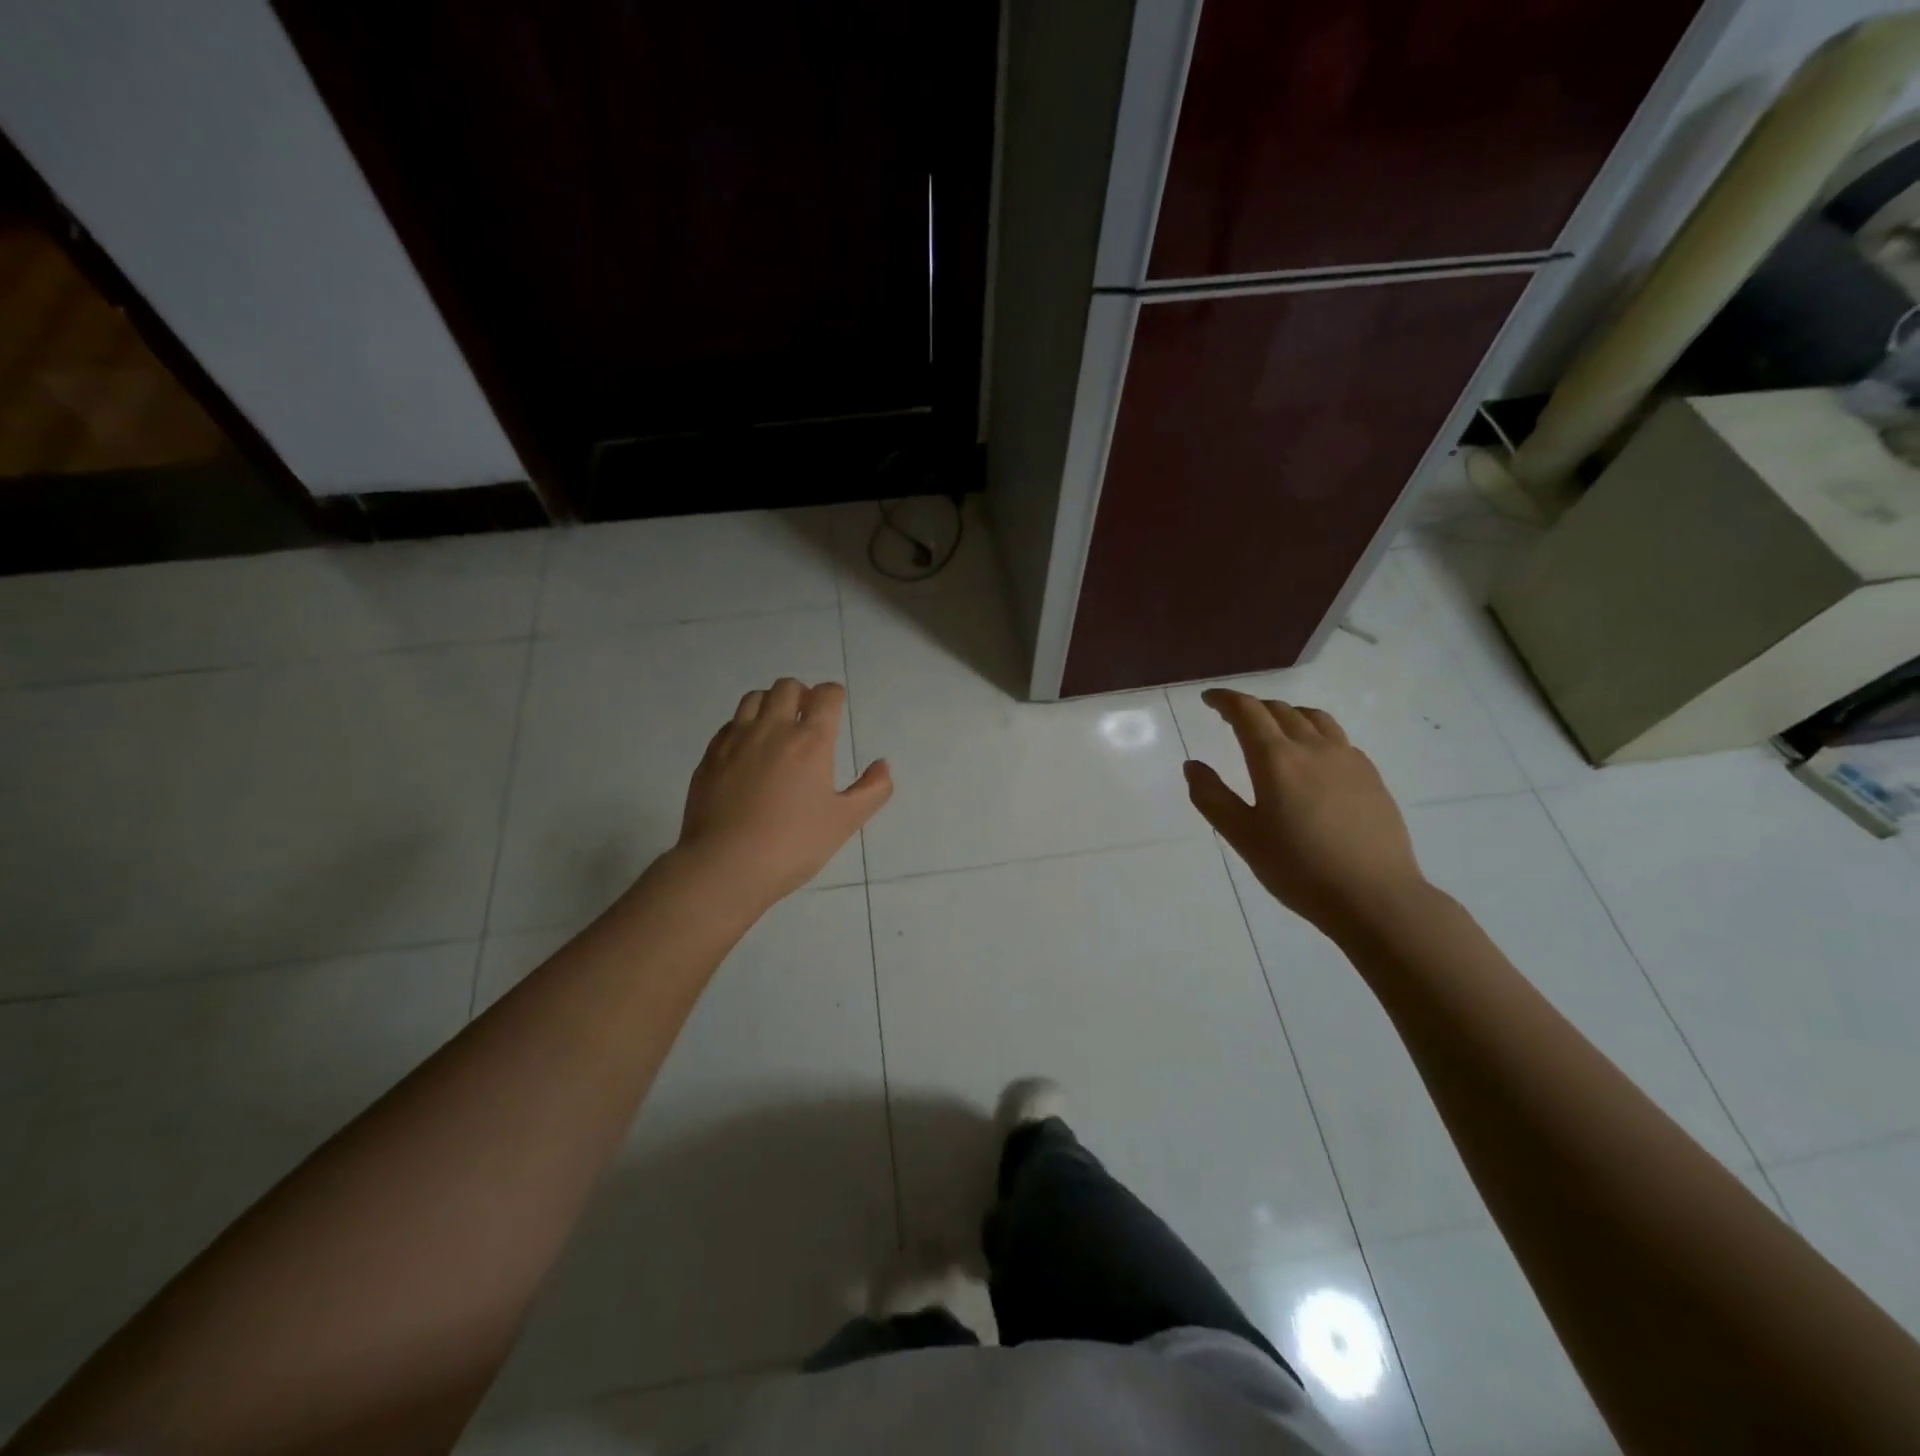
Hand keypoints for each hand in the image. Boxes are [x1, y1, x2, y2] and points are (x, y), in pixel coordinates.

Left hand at [677, 678, 891, 906]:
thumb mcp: (845, 821)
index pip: (826, 695)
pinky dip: (744, 726)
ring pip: (754, 698)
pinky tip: (748, 751)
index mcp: (810, 741)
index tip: (835, 708)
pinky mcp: (710, 756)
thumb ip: (872, 790)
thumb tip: (882, 765)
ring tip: (777, 729)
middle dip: (802, 694)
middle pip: (787, 687)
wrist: (726, 865)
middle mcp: (772, 729)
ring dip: (771, 703)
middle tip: (807, 719)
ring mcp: (736, 740)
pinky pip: (730, 724)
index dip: (834, 696)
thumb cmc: (793, 844)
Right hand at [1184, 689, 1424, 932]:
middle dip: (1252, 707)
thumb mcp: (1243, 837)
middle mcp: (1313, 747)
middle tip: (1233, 718)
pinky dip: (1314, 733)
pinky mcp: (1370, 775)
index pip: (1247, 712)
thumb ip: (1212, 797)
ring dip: (1286, 714)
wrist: (1375, 897)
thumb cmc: (1299, 870)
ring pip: (1313, 718)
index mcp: (1276, 759)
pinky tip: (1312, 759)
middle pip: (1279, 710)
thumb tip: (1192, 765)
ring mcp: (1347, 759)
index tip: (1209, 699)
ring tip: (1273, 729)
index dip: (1225, 699)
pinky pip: (1337, 738)